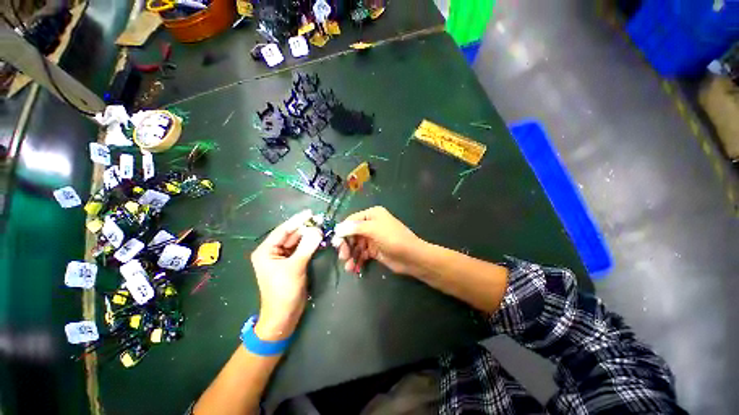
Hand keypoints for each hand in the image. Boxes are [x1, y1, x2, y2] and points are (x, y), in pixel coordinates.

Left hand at [250, 210, 322, 340]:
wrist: (284, 316)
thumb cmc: (284, 291)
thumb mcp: (295, 267)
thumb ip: (306, 247)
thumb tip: (317, 230)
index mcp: (266, 251)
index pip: (283, 230)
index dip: (297, 221)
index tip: (310, 212)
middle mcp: (273, 252)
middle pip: (291, 235)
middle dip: (305, 228)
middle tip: (320, 220)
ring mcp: (283, 258)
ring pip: (298, 242)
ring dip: (309, 236)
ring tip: (322, 227)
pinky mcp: (293, 263)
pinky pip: (302, 250)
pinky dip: (310, 244)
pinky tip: (319, 239)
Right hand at [333, 206, 426, 275]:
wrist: (412, 257)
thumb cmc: (393, 239)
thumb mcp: (373, 230)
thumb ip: (355, 228)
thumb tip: (337, 228)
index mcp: (372, 215)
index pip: (351, 220)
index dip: (342, 231)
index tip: (335, 243)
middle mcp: (371, 224)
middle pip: (352, 234)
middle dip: (346, 245)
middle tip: (342, 256)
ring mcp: (373, 238)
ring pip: (356, 245)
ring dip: (350, 255)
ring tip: (348, 266)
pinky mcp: (374, 250)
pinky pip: (361, 254)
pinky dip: (357, 260)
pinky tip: (354, 268)